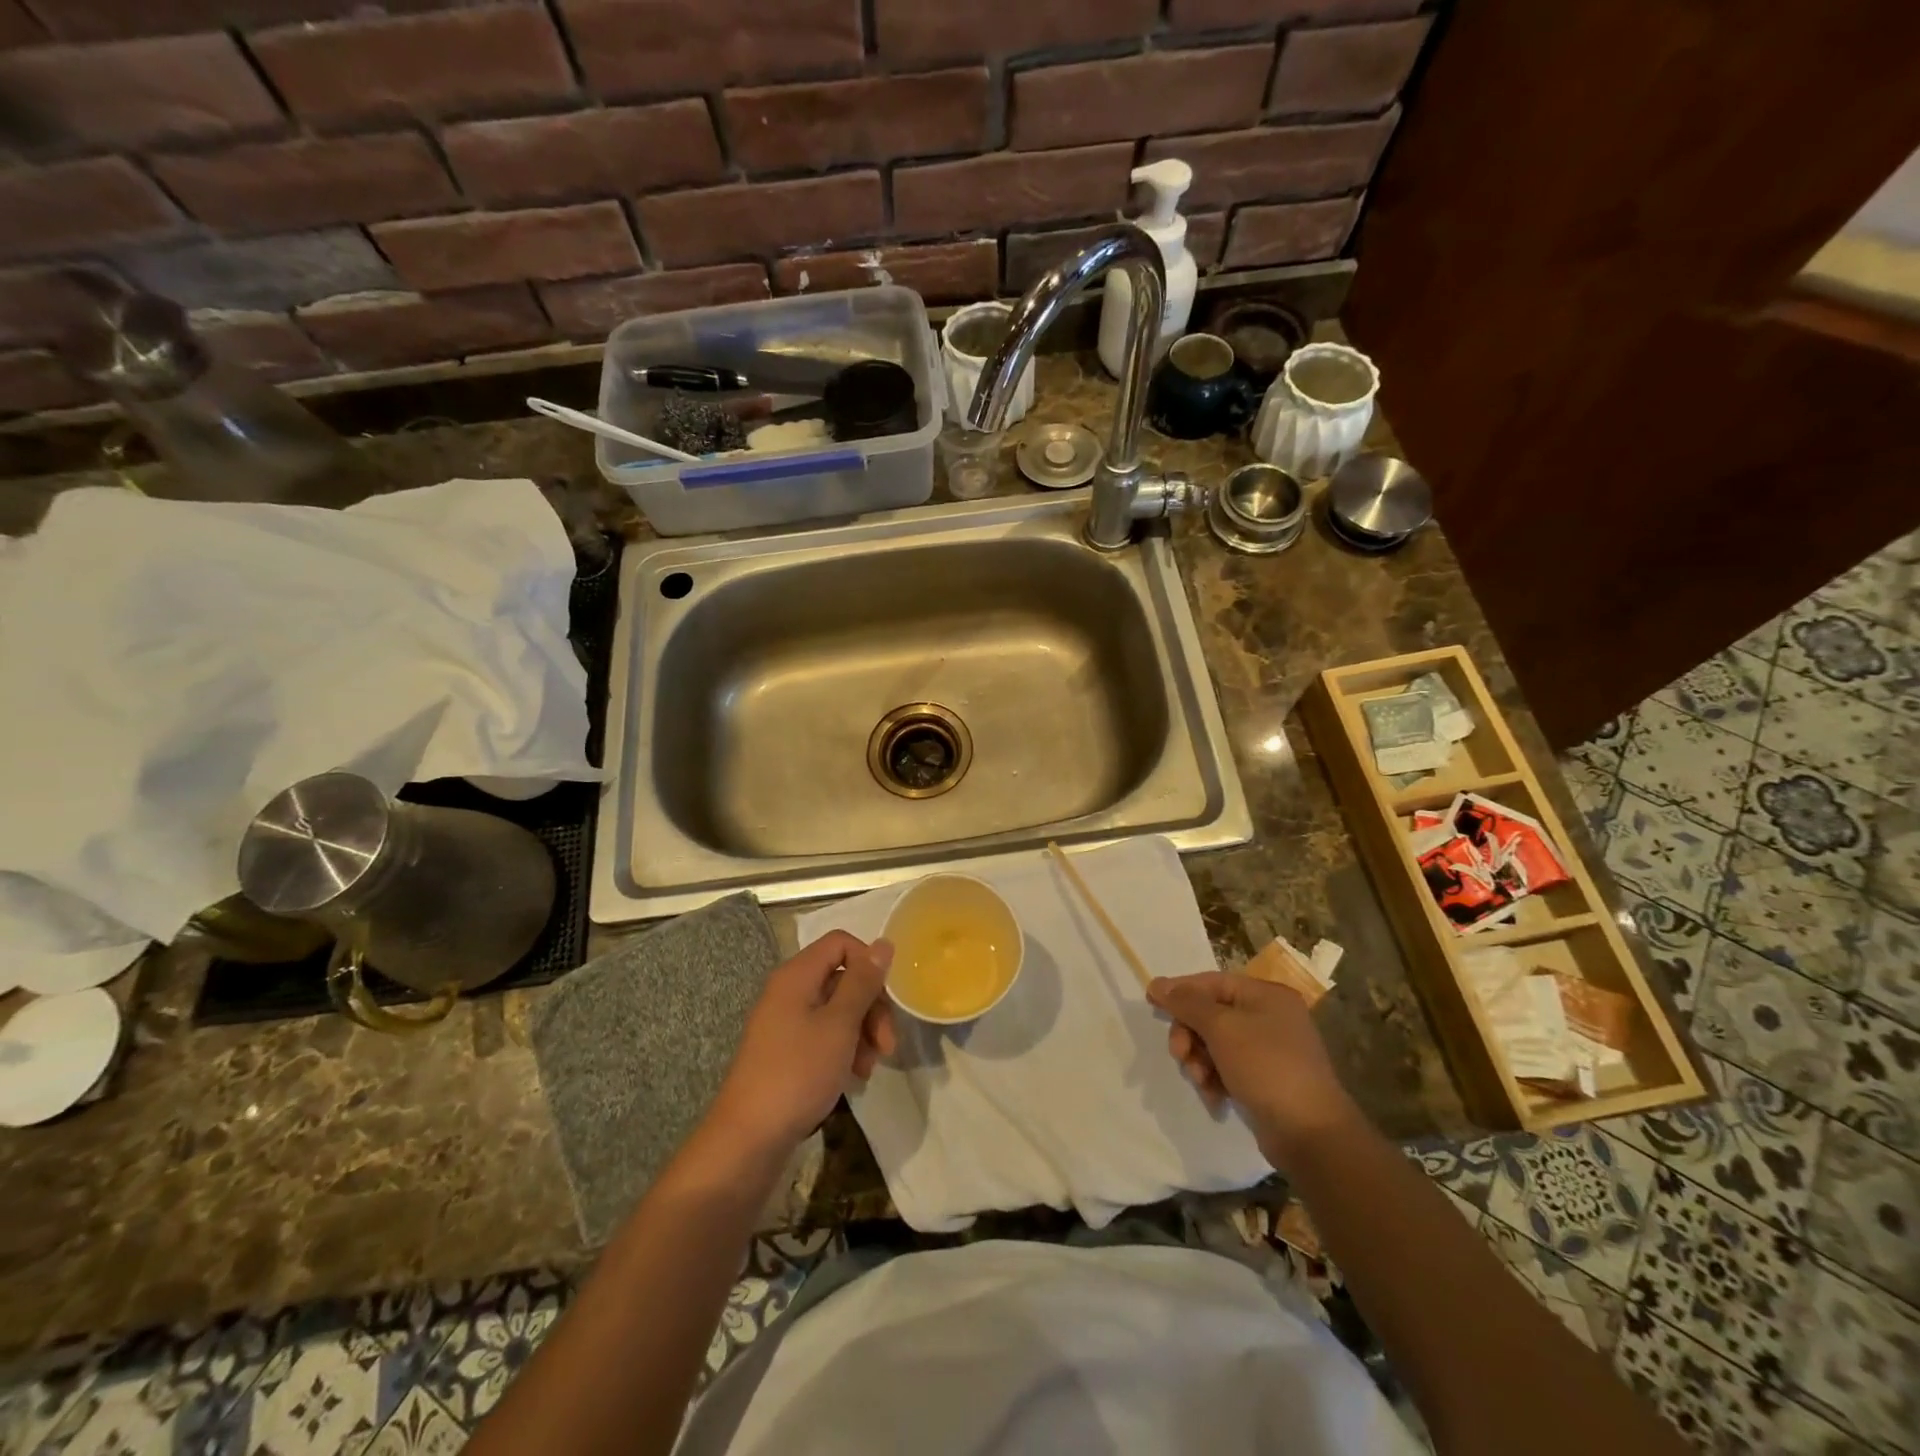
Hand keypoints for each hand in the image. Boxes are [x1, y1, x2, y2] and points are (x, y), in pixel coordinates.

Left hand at [707, 932, 896, 1157]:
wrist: (748, 1140)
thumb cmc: (797, 1073)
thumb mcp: (839, 1025)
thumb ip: (863, 982)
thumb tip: (883, 943)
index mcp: (796, 975)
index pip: (841, 943)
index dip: (868, 963)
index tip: (885, 998)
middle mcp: (789, 991)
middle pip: (842, 978)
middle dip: (871, 1007)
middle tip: (887, 1044)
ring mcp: (785, 1023)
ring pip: (837, 1009)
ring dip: (862, 1032)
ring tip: (870, 1067)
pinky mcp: (786, 1052)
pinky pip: (824, 1035)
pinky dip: (844, 1049)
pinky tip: (855, 1076)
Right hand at [1147, 972, 1358, 1166]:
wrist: (1311, 1134)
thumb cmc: (1266, 1067)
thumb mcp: (1221, 1028)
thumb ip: (1187, 1003)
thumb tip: (1157, 983)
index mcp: (1266, 995)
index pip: (1212, 982)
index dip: (1180, 991)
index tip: (1151, 1003)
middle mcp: (1270, 1016)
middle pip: (1211, 1014)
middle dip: (1190, 1034)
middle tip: (1179, 1055)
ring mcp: (1270, 1049)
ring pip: (1216, 1043)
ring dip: (1200, 1060)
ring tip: (1200, 1081)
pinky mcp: (1266, 1079)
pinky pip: (1228, 1067)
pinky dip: (1215, 1078)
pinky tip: (1214, 1096)